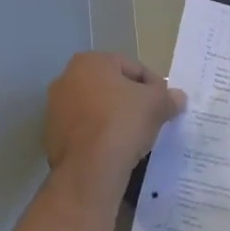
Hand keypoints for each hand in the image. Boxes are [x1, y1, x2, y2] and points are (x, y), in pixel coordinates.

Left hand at [44, 52, 185, 183]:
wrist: (89, 169)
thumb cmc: (122, 123)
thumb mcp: (156, 105)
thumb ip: (168, 97)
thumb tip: (178, 97)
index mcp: (89, 62)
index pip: (132, 67)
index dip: (154, 85)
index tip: (165, 103)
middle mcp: (66, 78)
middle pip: (110, 86)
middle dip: (131, 100)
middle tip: (151, 118)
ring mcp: (55, 108)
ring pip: (95, 109)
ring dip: (113, 118)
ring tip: (134, 136)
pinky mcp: (52, 135)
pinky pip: (84, 130)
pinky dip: (98, 136)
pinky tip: (114, 150)